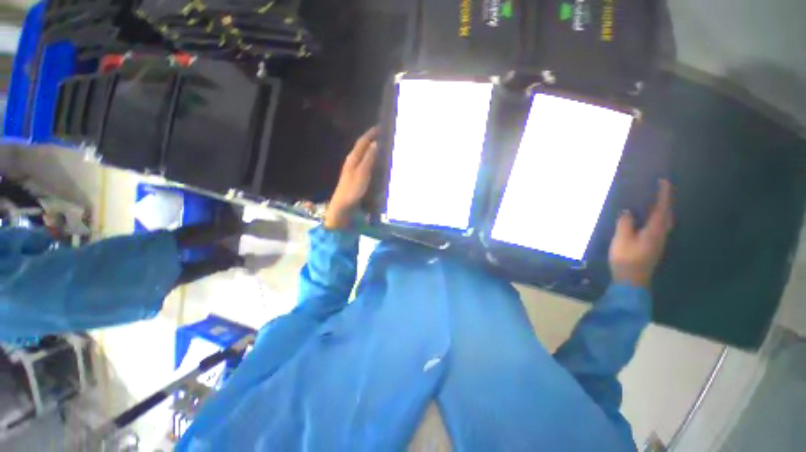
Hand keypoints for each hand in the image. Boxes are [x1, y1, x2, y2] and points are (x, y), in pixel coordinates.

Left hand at [324, 127, 379, 228]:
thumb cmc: (353, 188)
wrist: (343, 204)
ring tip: (381, 144)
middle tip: (382, 134)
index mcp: (353, 158)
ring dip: (371, 148)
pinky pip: (364, 161)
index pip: (362, 141)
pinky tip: (375, 161)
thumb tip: (375, 143)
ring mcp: (353, 168)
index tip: (380, 127)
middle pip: (362, 146)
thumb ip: (369, 158)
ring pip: (363, 154)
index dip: (370, 133)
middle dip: (371, 139)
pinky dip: (370, 157)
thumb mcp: (363, 172)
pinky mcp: (355, 175)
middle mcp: (352, 160)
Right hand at [609, 179, 673, 287]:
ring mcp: (658, 241)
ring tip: (652, 201)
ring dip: (661, 209)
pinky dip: (656, 217)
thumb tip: (627, 211)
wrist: (632, 280)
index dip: (663, 194)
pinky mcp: (653, 245)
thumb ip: (625, 223)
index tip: (663, 180)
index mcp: (655, 230)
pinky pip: (659, 226)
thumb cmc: (626, 258)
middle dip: (665, 201)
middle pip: (667, 214)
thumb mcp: (622, 239)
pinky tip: (646, 218)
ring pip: (664, 221)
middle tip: (659, 189)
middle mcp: (661, 234)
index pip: (662, 208)